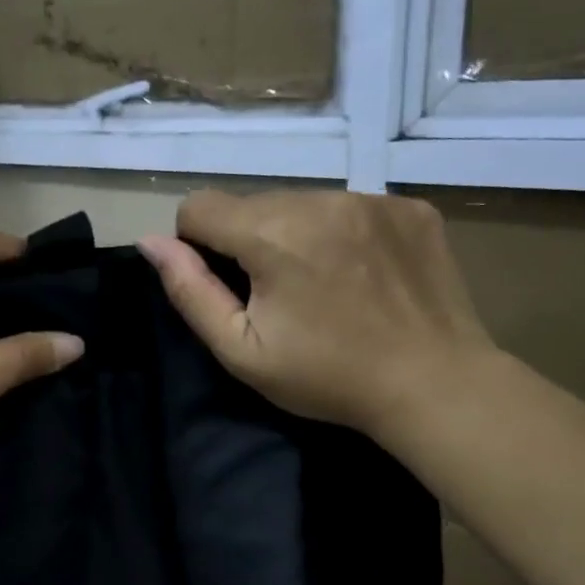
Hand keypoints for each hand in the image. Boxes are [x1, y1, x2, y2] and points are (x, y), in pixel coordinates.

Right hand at [138, 190, 495, 445]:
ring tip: (324, 286)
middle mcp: (321, 199)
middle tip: (280, 296)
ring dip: (296, 235)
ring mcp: (372, 198)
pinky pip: (351, 207)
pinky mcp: (409, 207)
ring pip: (302, 203)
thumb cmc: (327, 377)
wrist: (435, 385)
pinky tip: (363, 275)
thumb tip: (150, 242)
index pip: (199, 206)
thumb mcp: (241, 351)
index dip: (197, 245)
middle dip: (249, 242)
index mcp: (272, 234)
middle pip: (252, 204)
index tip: (226, 286)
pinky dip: (343, 233)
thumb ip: (190, 292)